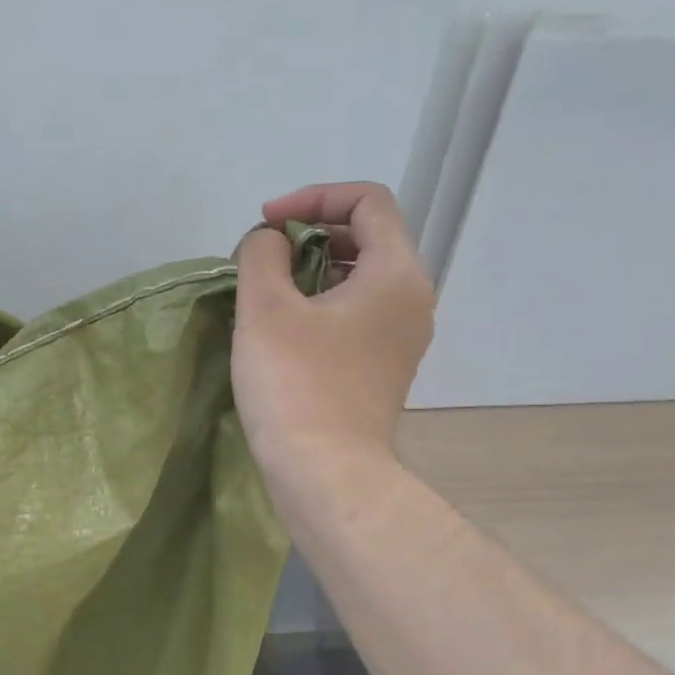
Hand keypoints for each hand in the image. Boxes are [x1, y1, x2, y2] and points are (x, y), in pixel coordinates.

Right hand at [234, 182, 434, 478]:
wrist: (328, 476)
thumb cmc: (297, 386)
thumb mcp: (266, 308)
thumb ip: (262, 254)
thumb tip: (270, 243)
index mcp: (396, 273)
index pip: (368, 201)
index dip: (313, 197)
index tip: (266, 224)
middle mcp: (412, 299)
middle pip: (367, 236)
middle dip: (309, 233)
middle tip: (262, 258)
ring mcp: (402, 337)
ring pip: (361, 276)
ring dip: (312, 269)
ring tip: (267, 291)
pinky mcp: (385, 367)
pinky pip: (358, 312)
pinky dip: (323, 302)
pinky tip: (284, 326)